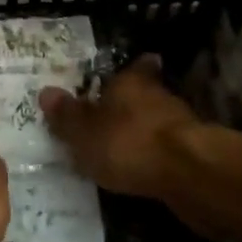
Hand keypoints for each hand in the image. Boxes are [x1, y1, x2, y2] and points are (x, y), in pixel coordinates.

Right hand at [39, 56, 199, 199]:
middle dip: (133, 105)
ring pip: (159, 122)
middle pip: (146, 94)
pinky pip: (169, 151)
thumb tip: (45, 92)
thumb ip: (66, 115)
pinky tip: (145, 173)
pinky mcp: (196, 155)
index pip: (134, 67)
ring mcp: (182, 125)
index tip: (125, 75)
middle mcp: (159, 95)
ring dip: (146, 133)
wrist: (188, 174)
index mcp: (131, 82)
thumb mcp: (84, 131)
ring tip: (126, 150)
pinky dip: (158, 159)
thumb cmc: (128, 142)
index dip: (132, 70)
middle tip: (114, 118)